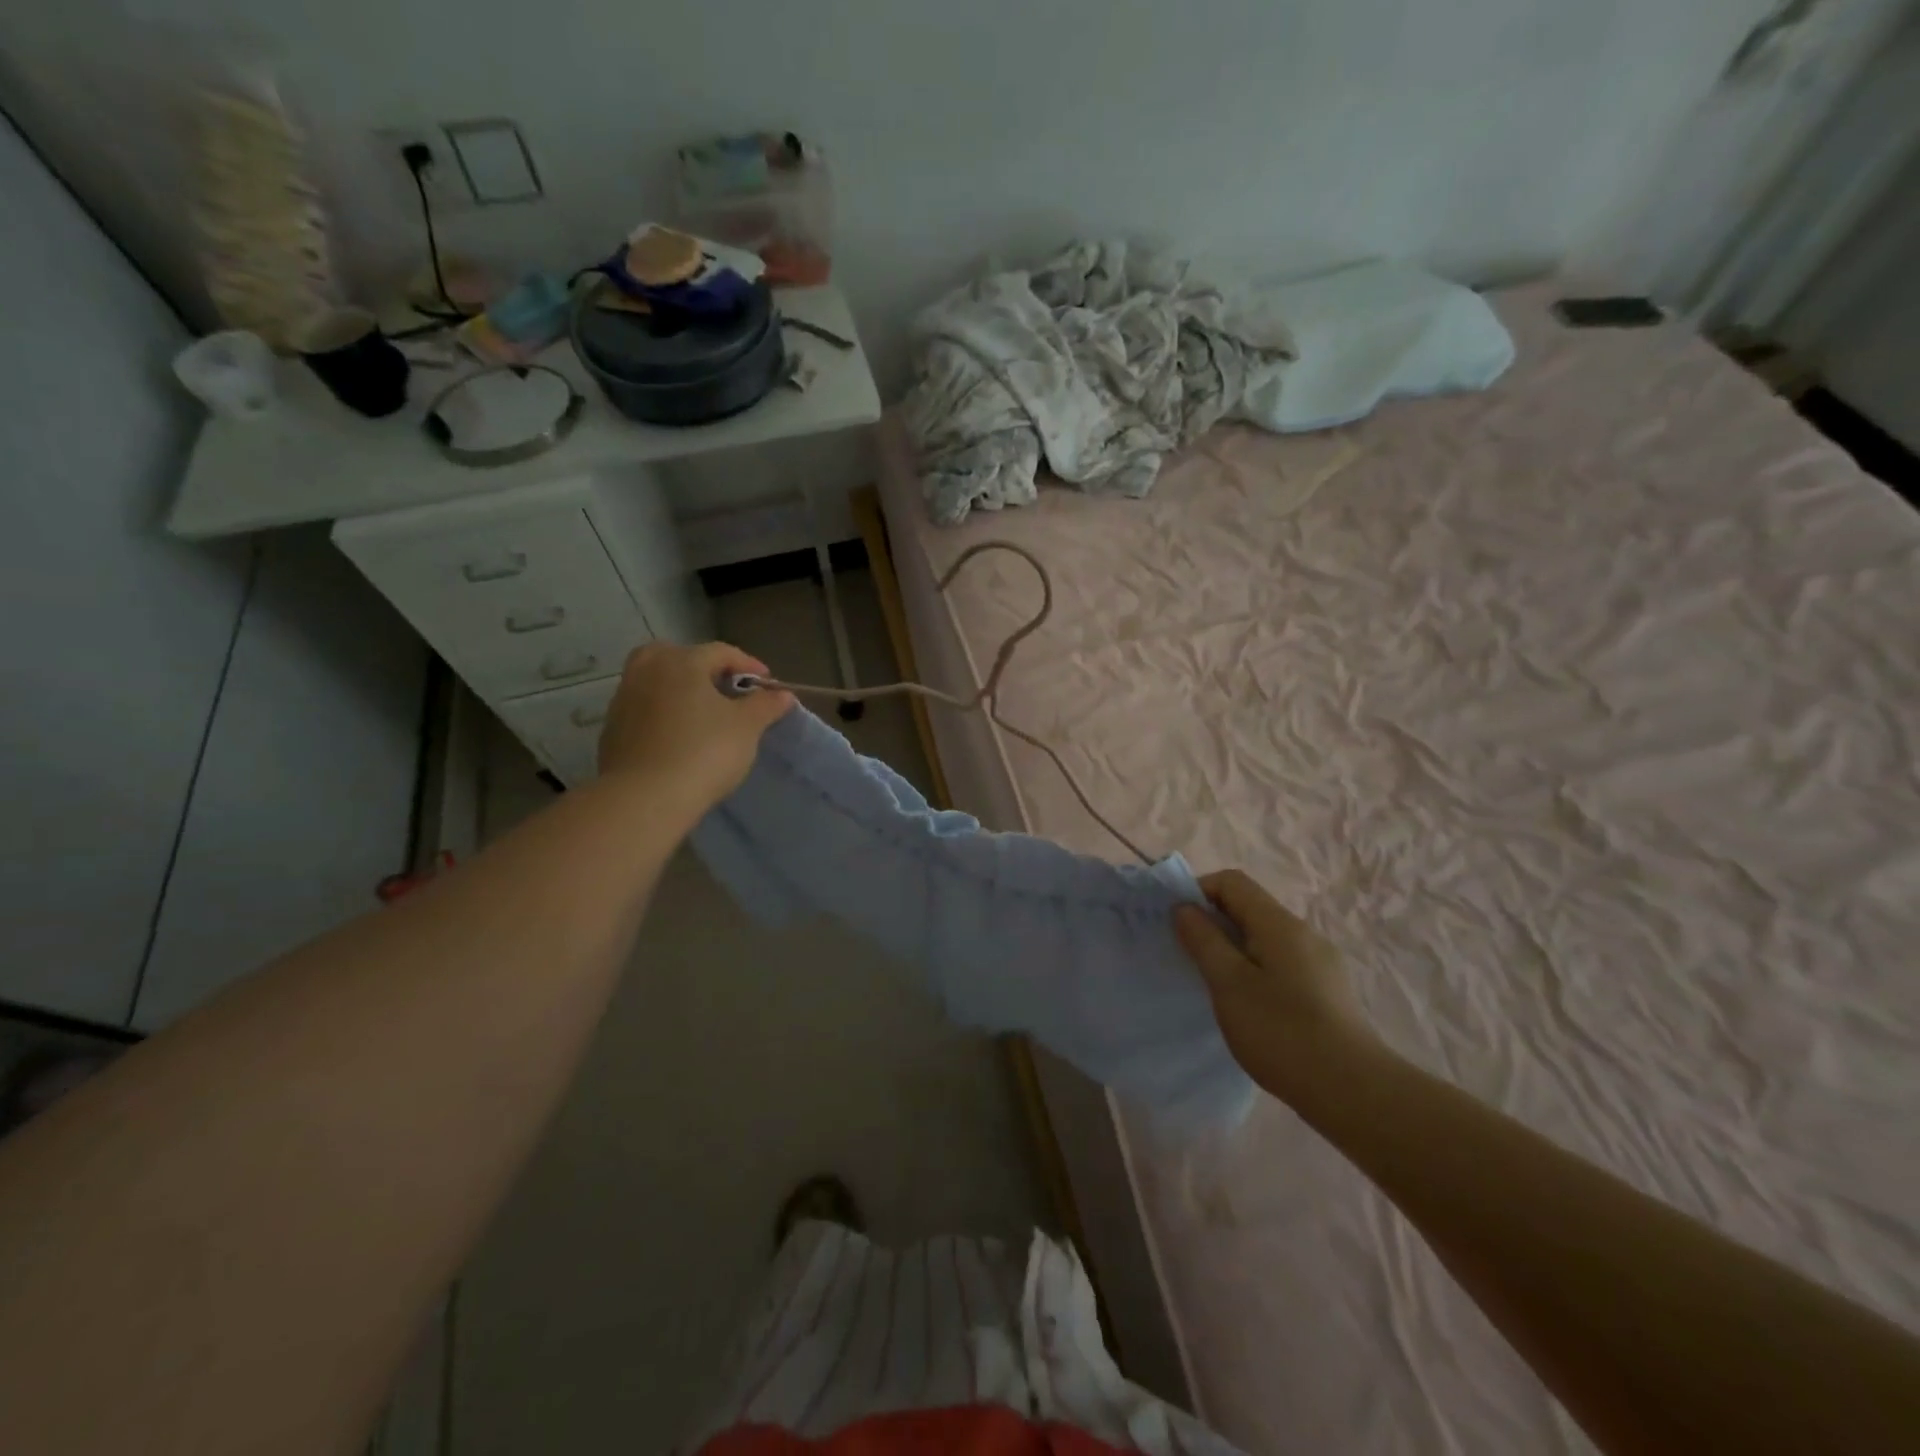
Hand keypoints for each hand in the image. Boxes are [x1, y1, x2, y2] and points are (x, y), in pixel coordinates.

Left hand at [597, 641, 794, 814]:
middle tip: (725, 690)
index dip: (749, 665)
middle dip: (703, 669)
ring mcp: (623, 699)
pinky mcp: (612, 730)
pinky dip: (662, 714)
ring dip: (680, 691)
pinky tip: (678, 737)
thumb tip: (782, 695)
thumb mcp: (747, 727)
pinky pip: (644, 710)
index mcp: (681, 661)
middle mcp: (647, 670)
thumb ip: (766, 705)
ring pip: (657, 682)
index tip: (767, 685)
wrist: (644, 798)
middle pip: (678, 657)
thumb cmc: (704, 752)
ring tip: (702, 715)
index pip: (721, 652)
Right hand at [1174, 870, 1375, 1104]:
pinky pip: (1280, 962)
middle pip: (1249, 907)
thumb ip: (1204, 940)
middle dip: (1214, 923)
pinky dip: (1255, 969)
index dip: (1198, 892)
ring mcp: (1320, 962)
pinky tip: (1250, 1006)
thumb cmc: (1281, 1032)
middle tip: (1189, 957)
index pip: (1232, 882)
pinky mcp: (1327, 991)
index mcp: (1279, 924)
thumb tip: (1185, 908)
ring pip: (1264, 938)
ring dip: (1233, 949)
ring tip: (1216, 985)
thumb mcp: (1229, 983)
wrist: (1354, 1092)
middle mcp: (1303, 933)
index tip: (1178, 925)